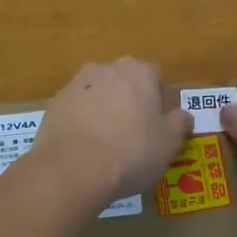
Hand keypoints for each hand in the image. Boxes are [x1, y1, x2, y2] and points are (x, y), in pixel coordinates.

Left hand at [30, 58, 192, 210]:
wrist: (72, 169)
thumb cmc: (131, 153)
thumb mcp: (169, 143)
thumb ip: (180, 123)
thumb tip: (182, 115)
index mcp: (140, 71)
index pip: (157, 78)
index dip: (161, 102)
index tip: (159, 127)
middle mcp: (107, 68)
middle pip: (126, 82)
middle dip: (131, 102)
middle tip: (135, 136)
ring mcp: (77, 83)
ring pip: (99, 93)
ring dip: (105, 110)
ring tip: (107, 144)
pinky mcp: (55, 103)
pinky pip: (77, 108)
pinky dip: (82, 121)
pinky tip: (85, 148)